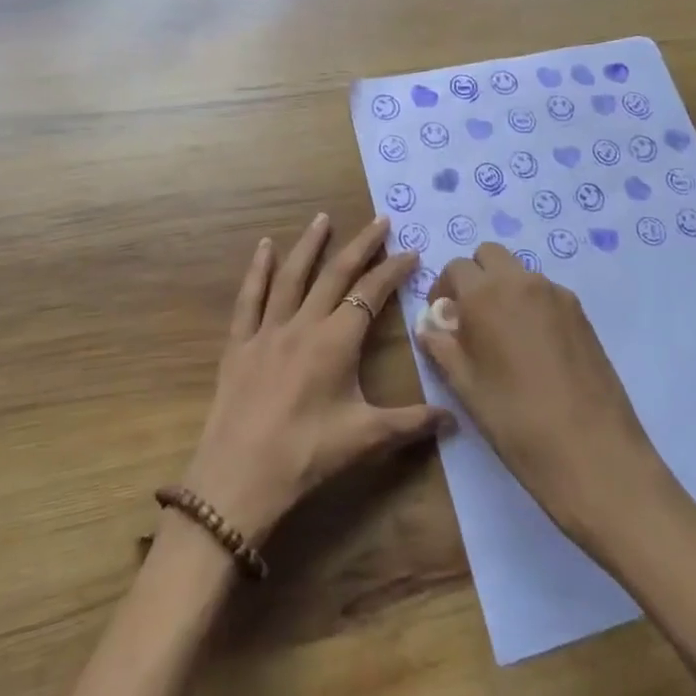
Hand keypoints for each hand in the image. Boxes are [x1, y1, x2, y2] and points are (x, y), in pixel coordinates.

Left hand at [181, 214, 454, 543]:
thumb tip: (455, 419)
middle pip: (336, 274)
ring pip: (292, 276)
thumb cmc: (307, 455)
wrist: (239, 477)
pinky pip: (249, 298)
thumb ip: (412, 423)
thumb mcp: (366, 438)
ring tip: (323, 218)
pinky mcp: (240, 343)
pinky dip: (258, 270)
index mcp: (336, 341)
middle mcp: (303, 324)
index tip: (410, 251)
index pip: (370, 294)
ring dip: (310, 245)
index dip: (392, 270)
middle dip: (361, 245)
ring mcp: (268, 330)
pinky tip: (264, 247)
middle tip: (379, 220)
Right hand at [417, 245, 667, 548]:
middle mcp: (521, 282)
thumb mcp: (466, 387)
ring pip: (520, 273)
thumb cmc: (516, 421)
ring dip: (504, 289)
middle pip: (490, 255)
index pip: (455, 267)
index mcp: (485, 294)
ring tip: (505, 337)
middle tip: (472, 319)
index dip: (443, 289)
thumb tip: (430, 326)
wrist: (593, 453)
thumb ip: (442, 348)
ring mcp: (557, 295)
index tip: (444, 320)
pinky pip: (546, 293)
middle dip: (475, 277)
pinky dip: (531, 305)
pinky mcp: (582, 314)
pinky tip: (535, 350)